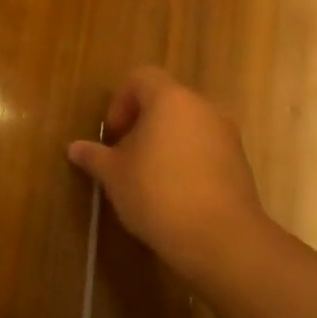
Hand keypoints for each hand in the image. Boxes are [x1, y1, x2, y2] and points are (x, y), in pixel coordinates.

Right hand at [67, 66, 277, 287]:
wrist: (220, 239)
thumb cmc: (157, 194)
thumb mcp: (113, 175)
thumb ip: (94, 156)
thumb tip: (75, 148)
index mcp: (170, 100)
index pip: (141, 78)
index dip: (120, 102)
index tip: (113, 135)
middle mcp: (203, 108)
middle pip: (166, 101)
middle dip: (142, 124)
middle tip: (125, 156)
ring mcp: (227, 135)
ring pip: (188, 126)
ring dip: (166, 143)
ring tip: (148, 178)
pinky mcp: (240, 164)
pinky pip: (206, 149)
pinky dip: (188, 161)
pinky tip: (174, 194)